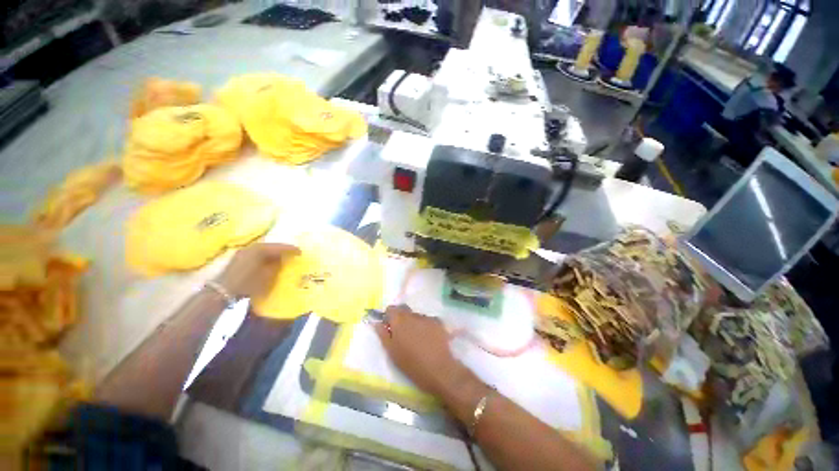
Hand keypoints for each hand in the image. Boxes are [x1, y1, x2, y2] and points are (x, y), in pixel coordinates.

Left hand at [215, 243, 299, 298]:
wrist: (222, 291)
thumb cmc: (248, 284)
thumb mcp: (268, 276)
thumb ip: (277, 266)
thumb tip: (283, 259)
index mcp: (260, 250)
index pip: (280, 247)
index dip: (291, 249)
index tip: (300, 252)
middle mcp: (252, 247)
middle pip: (271, 246)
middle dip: (282, 249)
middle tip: (292, 253)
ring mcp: (243, 251)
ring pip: (263, 249)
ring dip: (273, 252)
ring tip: (282, 257)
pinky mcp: (239, 258)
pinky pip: (256, 253)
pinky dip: (264, 255)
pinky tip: (268, 261)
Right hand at [374, 305, 464, 396]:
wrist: (438, 369)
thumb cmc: (410, 363)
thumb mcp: (391, 351)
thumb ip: (383, 334)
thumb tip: (377, 323)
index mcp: (399, 320)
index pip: (391, 309)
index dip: (389, 316)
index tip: (389, 326)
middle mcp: (413, 315)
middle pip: (404, 311)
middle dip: (402, 319)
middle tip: (402, 334)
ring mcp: (427, 317)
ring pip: (416, 316)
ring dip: (414, 323)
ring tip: (417, 338)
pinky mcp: (438, 322)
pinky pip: (428, 320)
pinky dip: (425, 326)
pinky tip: (429, 338)